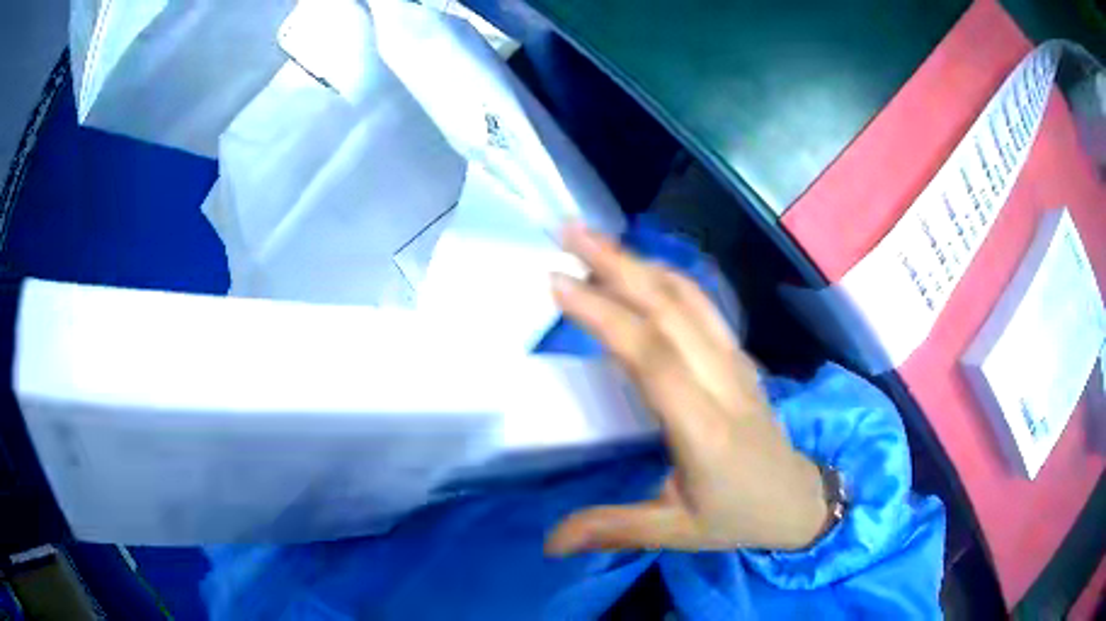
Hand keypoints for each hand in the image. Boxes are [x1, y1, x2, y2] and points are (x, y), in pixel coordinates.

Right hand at [545, 224, 828, 555]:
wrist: (798, 500)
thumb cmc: (738, 517)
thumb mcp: (675, 533)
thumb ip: (612, 530)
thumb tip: (548, 544)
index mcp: (704, 430)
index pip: (653, 359)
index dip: (606, 315)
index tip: (558, 282)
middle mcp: (723, 384)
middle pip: (672, 310)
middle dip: (618, 264)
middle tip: (568, 232)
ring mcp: (737, 364)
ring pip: (691, 298)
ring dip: (641, 262)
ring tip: (596, 239)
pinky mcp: (740, 358)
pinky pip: (704, 306)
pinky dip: (667, 277)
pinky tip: (640, 268)